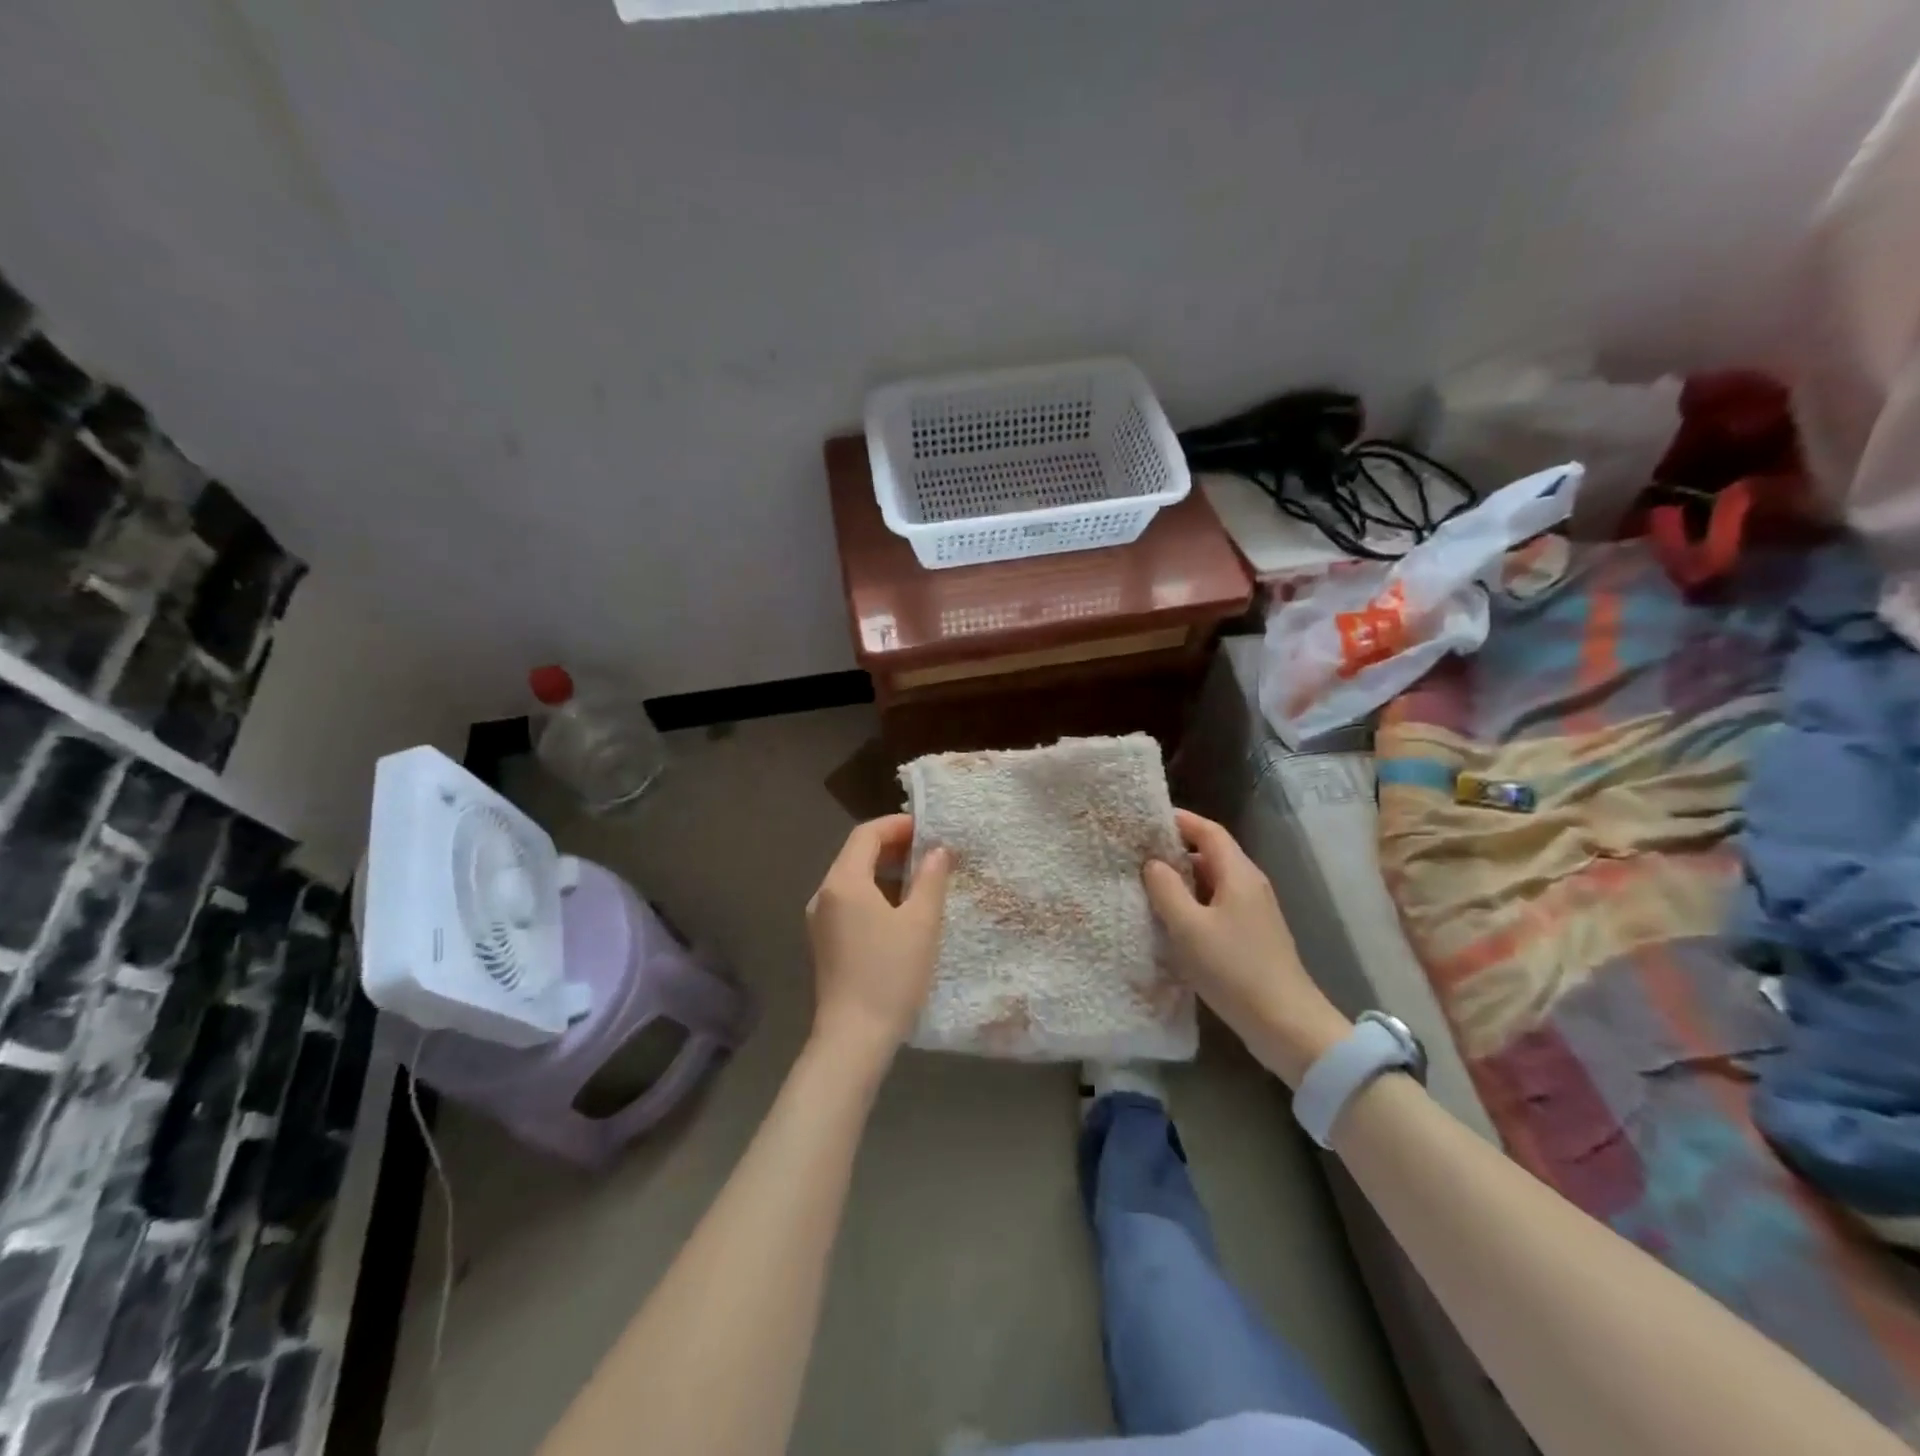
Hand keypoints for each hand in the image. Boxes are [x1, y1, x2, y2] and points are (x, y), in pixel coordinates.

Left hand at [805, 815, 951, 1067]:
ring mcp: (820, 920)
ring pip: (853, 879)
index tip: (928, 830)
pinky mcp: (824, 942)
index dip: (897, 825)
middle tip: (930, 852)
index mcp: (843, 882)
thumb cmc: (890, 975)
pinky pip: (849, 902)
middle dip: (893, 847)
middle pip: (856, 854)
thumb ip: (931, 879)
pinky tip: (901, 911)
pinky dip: (875, 894)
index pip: (866, 834)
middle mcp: (824, 894)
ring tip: (921, 880)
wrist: (853, 1037)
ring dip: (885, 871)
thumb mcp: (921, 923)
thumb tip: (938, 851)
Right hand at [1142, 809, 1350, 1087]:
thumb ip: (1166, 889)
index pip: (1209, 831)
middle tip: (1139, 853)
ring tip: (1148, 885)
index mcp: (1239, 874)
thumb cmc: (1233, 969)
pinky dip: (1194, 902)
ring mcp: (1254, 911)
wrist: (1285, 1024)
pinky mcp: (1252, 935)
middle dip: (1176, 849)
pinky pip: (1218, 904)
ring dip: (1183, 879)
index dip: (1180, 820)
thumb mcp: (1188, 927)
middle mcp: (1250, 885)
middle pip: (1212, 853)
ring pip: (1214, 881)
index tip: (1147, 820)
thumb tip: (1153, 863)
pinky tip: (1172, 920)